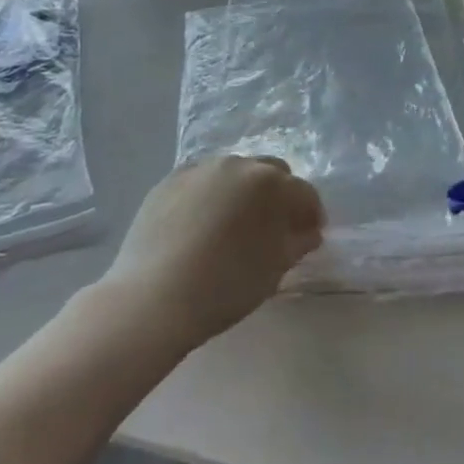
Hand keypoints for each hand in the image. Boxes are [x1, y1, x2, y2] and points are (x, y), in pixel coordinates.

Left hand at [103, 157, 324, 347]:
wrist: (152, 298)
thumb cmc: (224, 287)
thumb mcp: (273, 270)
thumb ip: (297, 243)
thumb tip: (307, 232)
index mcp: (271, 183)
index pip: (304, 193)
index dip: (311, 215)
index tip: (308, 236)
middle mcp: (239, 164)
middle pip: (271, 172)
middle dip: (279, 195)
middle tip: (273, 227)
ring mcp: (202, 168)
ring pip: (235, 173)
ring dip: (243, 192)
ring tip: (233, 225)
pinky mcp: (171, 179)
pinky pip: (202, 181)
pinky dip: (210, 196)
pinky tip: (201, 225)